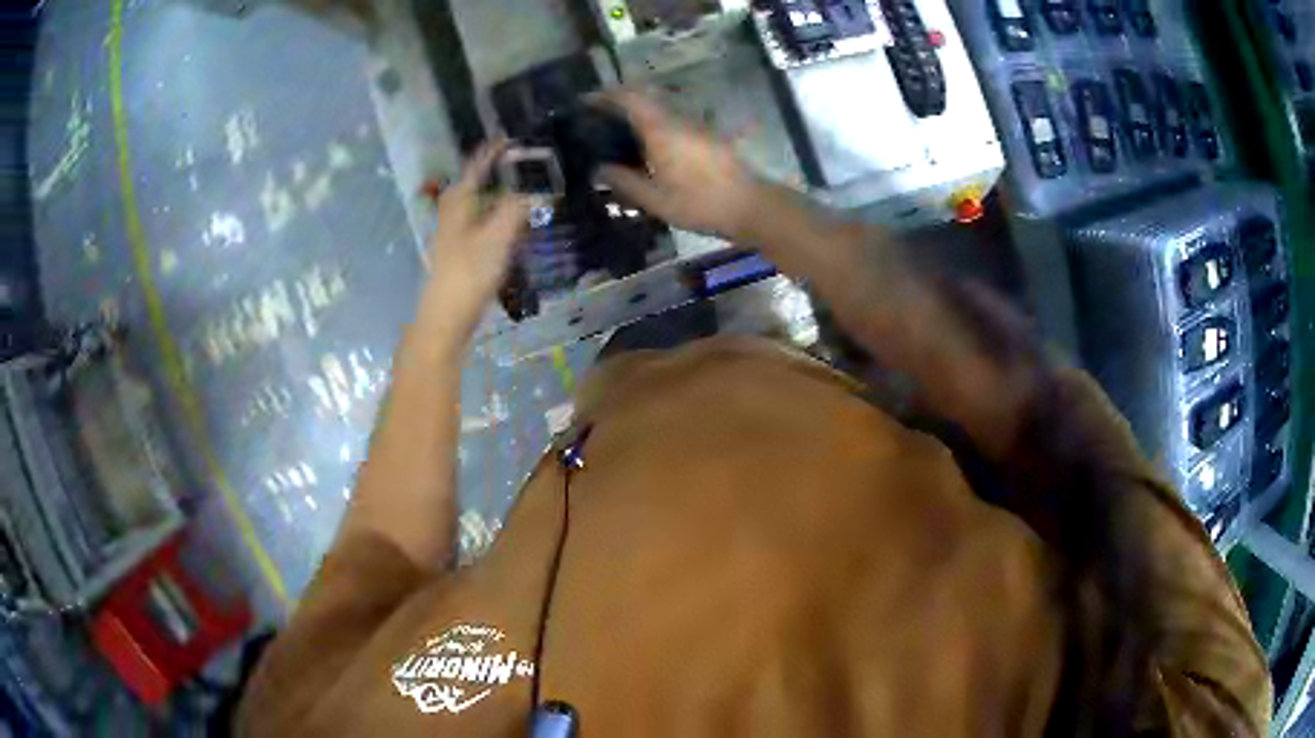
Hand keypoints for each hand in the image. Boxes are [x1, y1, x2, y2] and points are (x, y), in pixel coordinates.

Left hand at [422, 140, 530, 337]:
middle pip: (481, 180)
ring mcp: (457, 231)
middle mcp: (455, 209)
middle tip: (533, 161)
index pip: (478, 162)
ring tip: (532, 186)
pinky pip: (486, 222)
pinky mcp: (463, 250)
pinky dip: (503, 215)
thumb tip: (538, 185)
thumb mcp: (498, 236)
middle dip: (504, 169)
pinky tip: (519, 223)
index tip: (517, 134)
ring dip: (505, 193)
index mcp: (459, 199)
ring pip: (484, 202)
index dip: (496, 148)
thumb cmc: (468, 273)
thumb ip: (518, 207)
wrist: (445, 319)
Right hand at [596, 91, 762, 239]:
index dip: (605, 95)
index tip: (585, 101)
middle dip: (619, 101)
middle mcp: (677, 119)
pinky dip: (654, 124)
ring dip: (637, 112)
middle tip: (597, 117)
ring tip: (617, 132)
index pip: (629, 98)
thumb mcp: (655, 199)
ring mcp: (695, 126)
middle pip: (644, 98)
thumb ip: (624, 182)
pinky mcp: (707, 136)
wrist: (750, 206)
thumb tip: (599, 169)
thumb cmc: (700, 203)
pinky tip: (647, 146)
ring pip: (660, 108)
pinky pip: (673, 121)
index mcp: (661, 129)